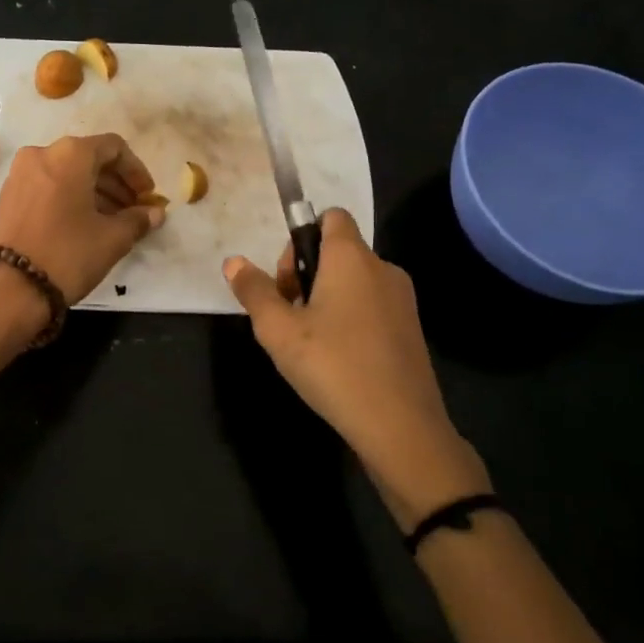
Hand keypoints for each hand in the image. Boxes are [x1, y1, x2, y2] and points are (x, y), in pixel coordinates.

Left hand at [0, 134, 164, 304]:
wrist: (8, 288)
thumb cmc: (67, 254)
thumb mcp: (112, 239)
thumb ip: (138, 220)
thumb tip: (155, 213)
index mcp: (70, 154)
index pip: (114, 147)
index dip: (136, 171)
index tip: (148, 197)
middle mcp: (42, 154)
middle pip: (88, 159)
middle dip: (115, 184)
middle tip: (134, 211)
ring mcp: (20, 174)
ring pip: (66, 174)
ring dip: (94, 192)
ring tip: (113, 222)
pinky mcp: (7, 197)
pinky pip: (47, 187)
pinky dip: (69, 199)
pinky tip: (83, 226)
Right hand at [225, 209, 489, 523]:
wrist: (400, 426)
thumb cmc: (333, 366)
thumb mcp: (278, 331)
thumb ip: (254, 291)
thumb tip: (233, 262)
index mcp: (351, 257)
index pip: (330, 216)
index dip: (301, 237)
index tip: (286, 278)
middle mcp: (382, 268)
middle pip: (337, 250)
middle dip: (306, 273)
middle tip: (288, 316)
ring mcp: (401, 299)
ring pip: (353, 281)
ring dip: (325, 298)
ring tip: (308, 342)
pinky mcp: (410, 328)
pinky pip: (371, 305)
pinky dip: (349, 318)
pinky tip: (335, 358)